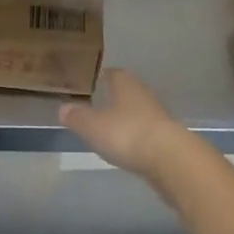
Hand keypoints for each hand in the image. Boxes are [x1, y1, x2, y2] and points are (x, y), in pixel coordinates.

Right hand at [59, 69, 195, 180]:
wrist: (170, 160)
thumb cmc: (127, 134)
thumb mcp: (93, 126)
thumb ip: (77, 117)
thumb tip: (63, 108)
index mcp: (126, 86)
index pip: (115, 73)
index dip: (104, 75)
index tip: (95, 79)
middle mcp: (144, 96)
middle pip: (129, 91)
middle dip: (117, 96)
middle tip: (101, 102)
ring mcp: (159, 117)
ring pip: (139, 112)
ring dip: (128, 117)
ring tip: (113, 126)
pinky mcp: (168, 139)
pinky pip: (148, 132)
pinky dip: (138, 136)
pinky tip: (130, 146)